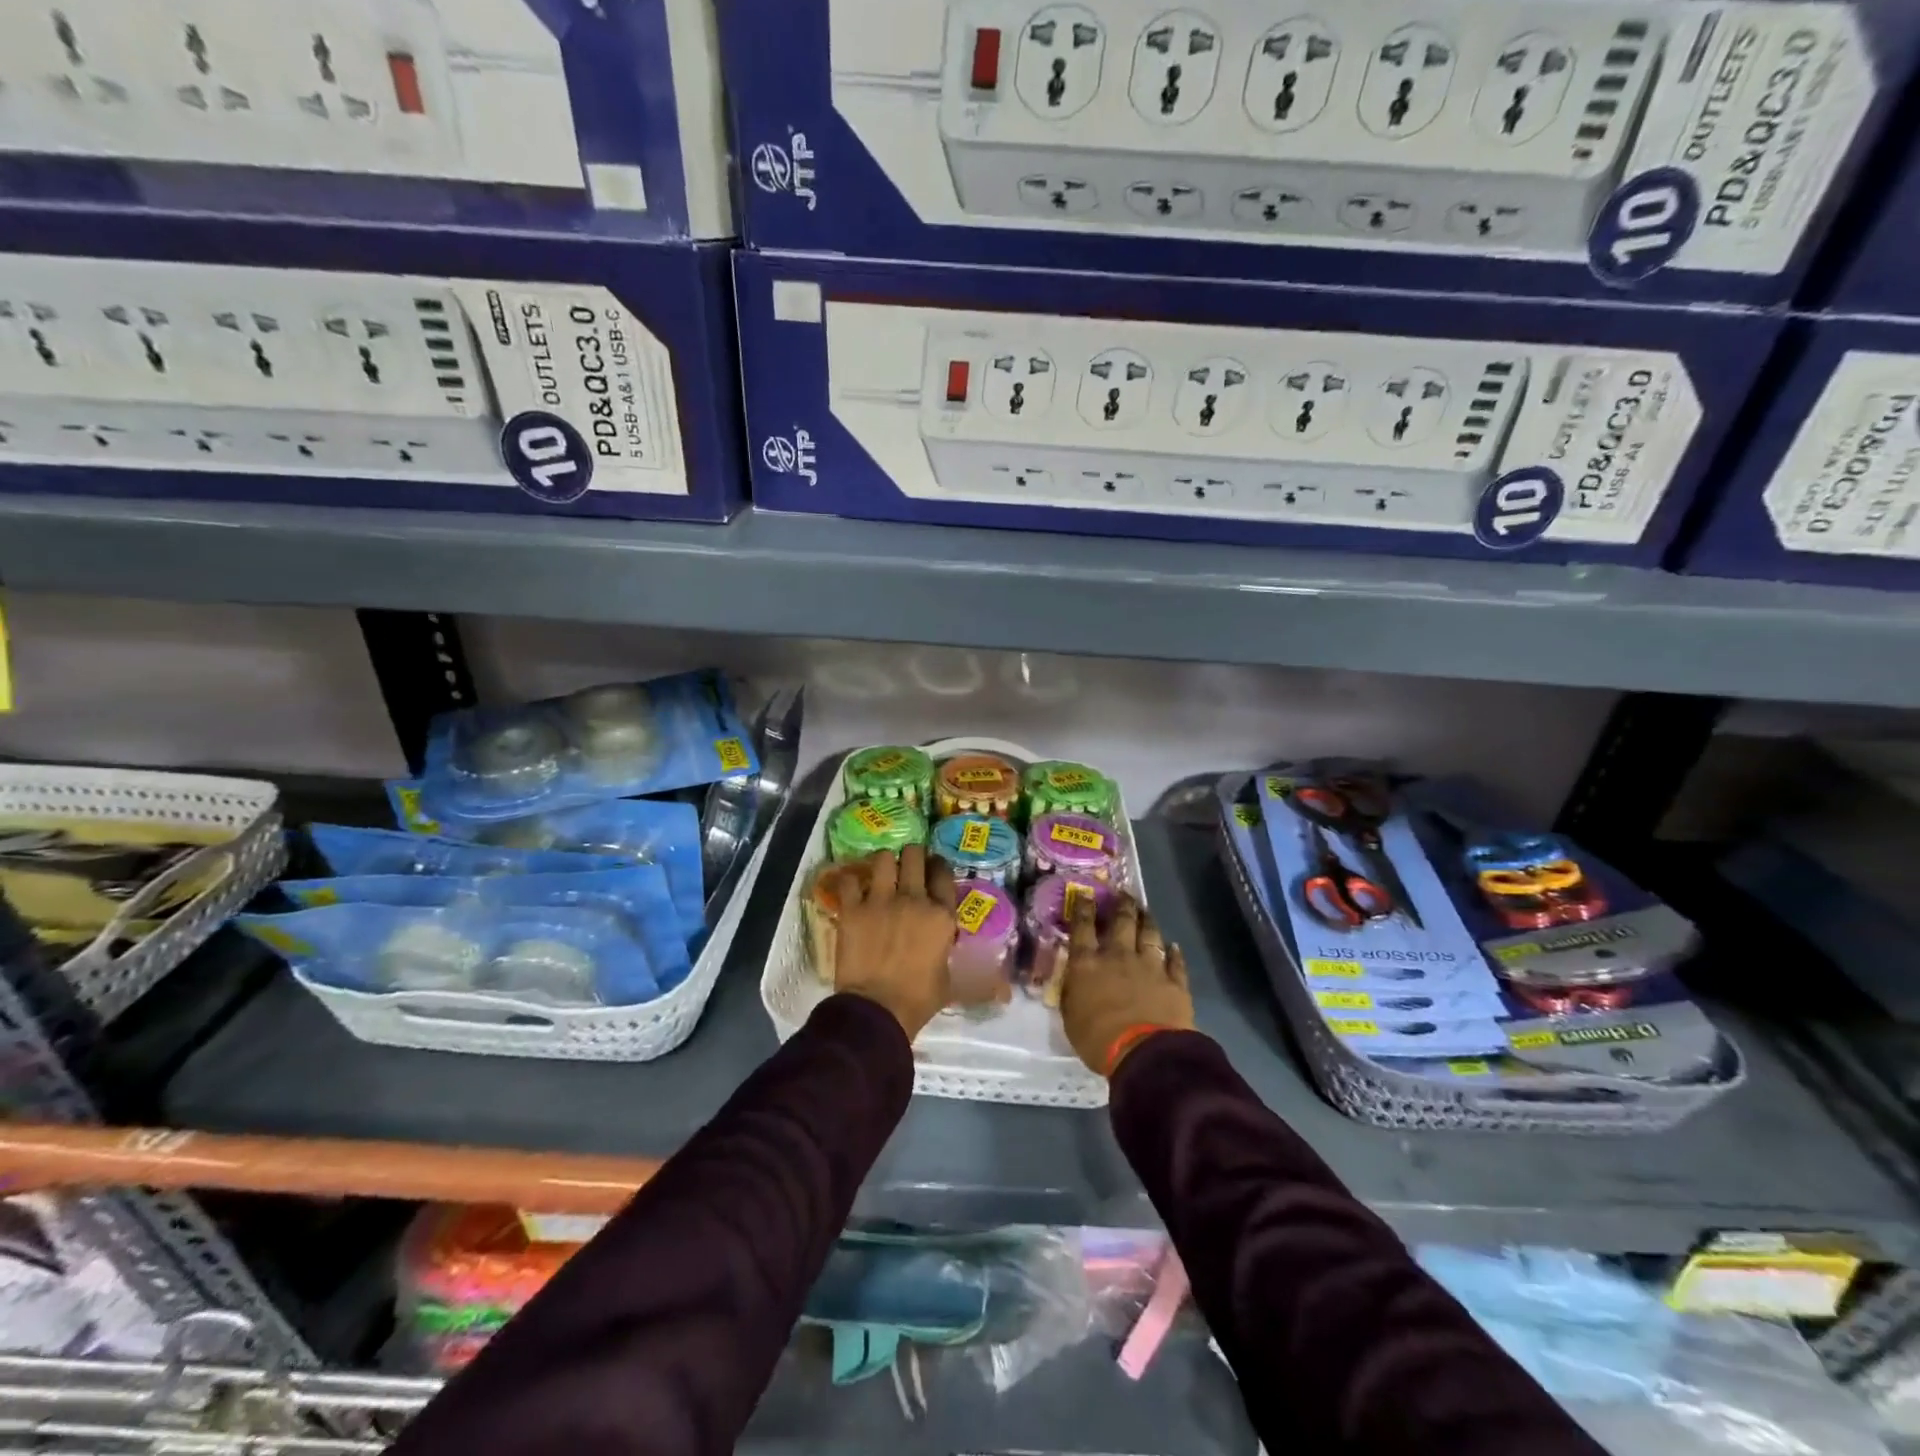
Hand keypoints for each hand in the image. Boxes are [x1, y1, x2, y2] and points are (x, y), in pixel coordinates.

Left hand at [834, 845, 957, 1039]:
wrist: (877, 1010)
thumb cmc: (919, 1000)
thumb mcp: (952, 985)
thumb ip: (969, 973)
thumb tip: (1000, 989)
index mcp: (941, 915)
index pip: (943, 873)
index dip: (938, 865)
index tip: (933, 867)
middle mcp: (914, 899)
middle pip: (914, 855)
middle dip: (912, 855)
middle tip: (907, 864)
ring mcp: (881, 901)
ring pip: (883, 859)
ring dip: (883, 862)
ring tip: (881, 872)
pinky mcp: (853, 909)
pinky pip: (849, 880)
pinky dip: (850, 881)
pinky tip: (852, 888)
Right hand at [1059, 893, 1193, 1076]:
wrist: (1145, 1054)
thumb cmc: (1097, 1039)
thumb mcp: (1070, 1017)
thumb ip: (1072, 993)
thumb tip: (1072, 980)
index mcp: (1087, 963)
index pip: (1083, 927)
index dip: (1084, 908)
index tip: (1086, 893)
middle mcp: (1118, 956)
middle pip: (1121, 922)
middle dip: (1122, 905)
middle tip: (1124, 893)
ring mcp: (1150, 966)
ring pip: (1150, 934)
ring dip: (1147, 921)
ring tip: (1146, 911)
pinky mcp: (1174, 982)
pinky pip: (1176, 962)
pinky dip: (1175, 953)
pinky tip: (1175, 946)